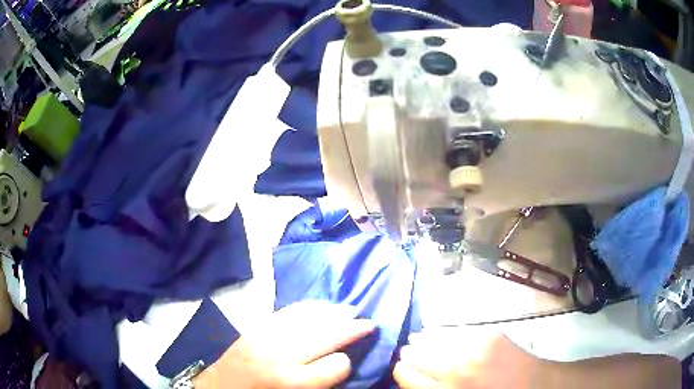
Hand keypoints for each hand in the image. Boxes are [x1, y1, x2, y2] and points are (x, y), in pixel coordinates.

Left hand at [194, 301, 374, 388]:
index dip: (347, 363)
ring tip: (350, 310)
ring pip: (309, 317)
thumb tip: (342, 361)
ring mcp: (267, 336)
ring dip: (333, 312)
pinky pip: (288, 311)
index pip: (337, 365)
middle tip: (369, 322)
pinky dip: (309, 307)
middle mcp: (282, 356)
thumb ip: (319, 383)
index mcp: (293, 382)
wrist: (220, 388)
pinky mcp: (256, 326)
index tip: (348, 361)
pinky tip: (320, 306)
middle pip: (327, 335)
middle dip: (352, 327)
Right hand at [394, 328, 542, 388]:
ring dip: (423, 342)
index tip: (403, 370)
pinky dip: (444, 335)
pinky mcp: (489, 334)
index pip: (404, 374)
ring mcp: (474, 347)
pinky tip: (441, 336)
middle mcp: (456, 368)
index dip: (401, 371)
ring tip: (420, 343)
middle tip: (410, 357)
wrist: (536, 386)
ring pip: (432, 338)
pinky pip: (455, 331)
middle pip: (414, 354)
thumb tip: (412, 377)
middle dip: (409, 356)